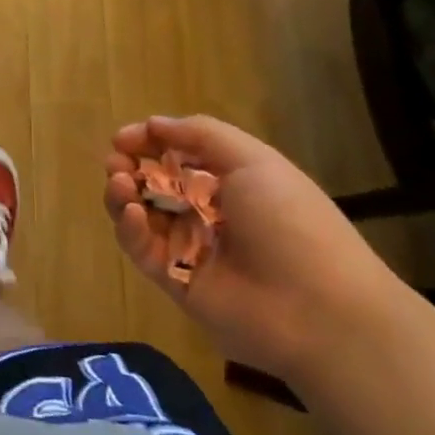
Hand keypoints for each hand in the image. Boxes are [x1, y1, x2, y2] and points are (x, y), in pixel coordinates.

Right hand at [104, 115, 405, 382]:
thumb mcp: (253, 160)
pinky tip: (130, 212)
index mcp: (230, 181)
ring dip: (122, 193)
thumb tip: (152, 124)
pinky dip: (129, 228)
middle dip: (129, 166)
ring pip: (141, 214)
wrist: (318, 310)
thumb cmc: (289, 222)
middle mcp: (207, 211)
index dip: (148, 142)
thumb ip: (200, 134)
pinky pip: (142, 249)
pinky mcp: (175, 280)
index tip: (122, 138)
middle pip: (153, 183)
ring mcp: (189, 247)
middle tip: (116, 162)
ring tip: (119, 182)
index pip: (177, 154)